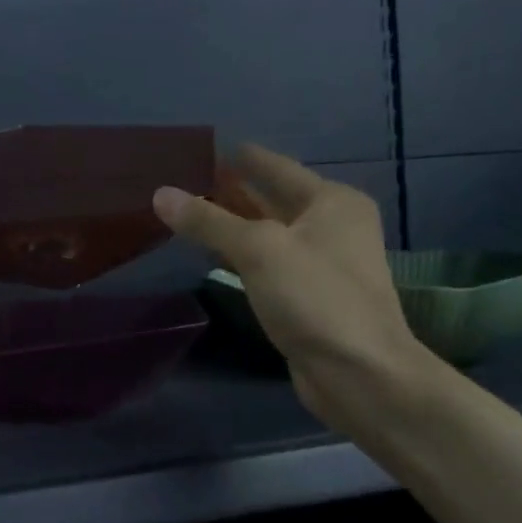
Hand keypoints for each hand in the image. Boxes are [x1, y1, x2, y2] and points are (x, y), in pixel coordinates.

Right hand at [154, 144, 431, 432]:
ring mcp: (321, 264)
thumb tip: (161, 193)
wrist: (360, 374)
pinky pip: (267, 264)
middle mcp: (331, 226)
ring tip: (190, 210)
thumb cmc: (316, 297)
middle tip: (186, 178)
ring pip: (268, 234)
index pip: (277, 167)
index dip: (242, 158)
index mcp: (332, 202)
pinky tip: (212, 253)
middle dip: (232, 191)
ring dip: (233, 224)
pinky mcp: (307, 297)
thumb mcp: (258, 250)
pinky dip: (240, 256)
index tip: (206, 147)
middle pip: (272, 199)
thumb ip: (209, 221)